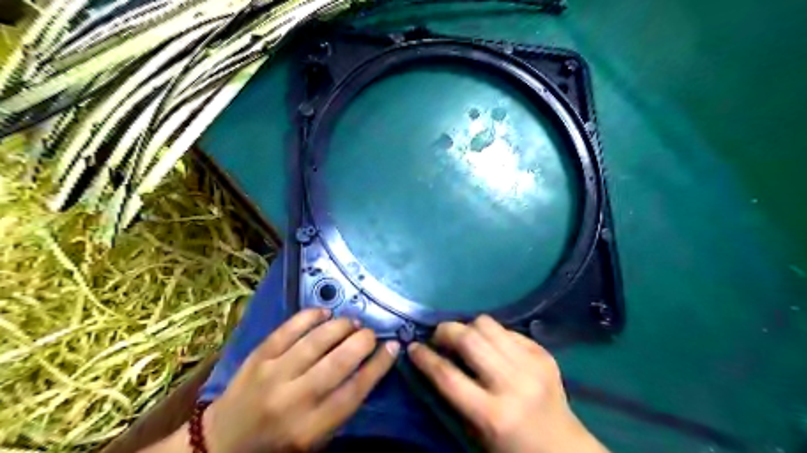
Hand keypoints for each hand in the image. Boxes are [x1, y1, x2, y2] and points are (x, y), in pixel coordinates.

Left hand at [206, 307, 399, 452]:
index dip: (378, 365)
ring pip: (316, 340)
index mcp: (311, 428)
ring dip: (341, 326)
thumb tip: (369, 367)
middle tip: (370, 334)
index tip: (393, 347)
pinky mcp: (258, 357)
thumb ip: (341, 406)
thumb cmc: (277, 445)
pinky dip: (311, 316)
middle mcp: (294, 399)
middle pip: (339, 361)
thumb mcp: (315, 439)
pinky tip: (325, 313)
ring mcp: (273, 374)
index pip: (355, 391)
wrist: (221, 444)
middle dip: (362, 341)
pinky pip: (289, 329)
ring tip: (352, 323)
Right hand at [407, 315, 608, 452]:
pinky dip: (492, 334)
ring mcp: (531, 364)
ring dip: (468, 327)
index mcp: (492, 415)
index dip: (425, 358)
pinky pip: (507, 329)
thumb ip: (455, 395)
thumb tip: (435, 359)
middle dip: (445, 331)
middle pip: (468, 340)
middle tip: (438, 338)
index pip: (448, 376)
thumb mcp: (477, 432)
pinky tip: (491, 346)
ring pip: (487, 325)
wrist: (564, 448)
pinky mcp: (543, 353)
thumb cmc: (513, 448)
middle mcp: (513, 384)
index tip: (413, 347)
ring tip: (464, 338)